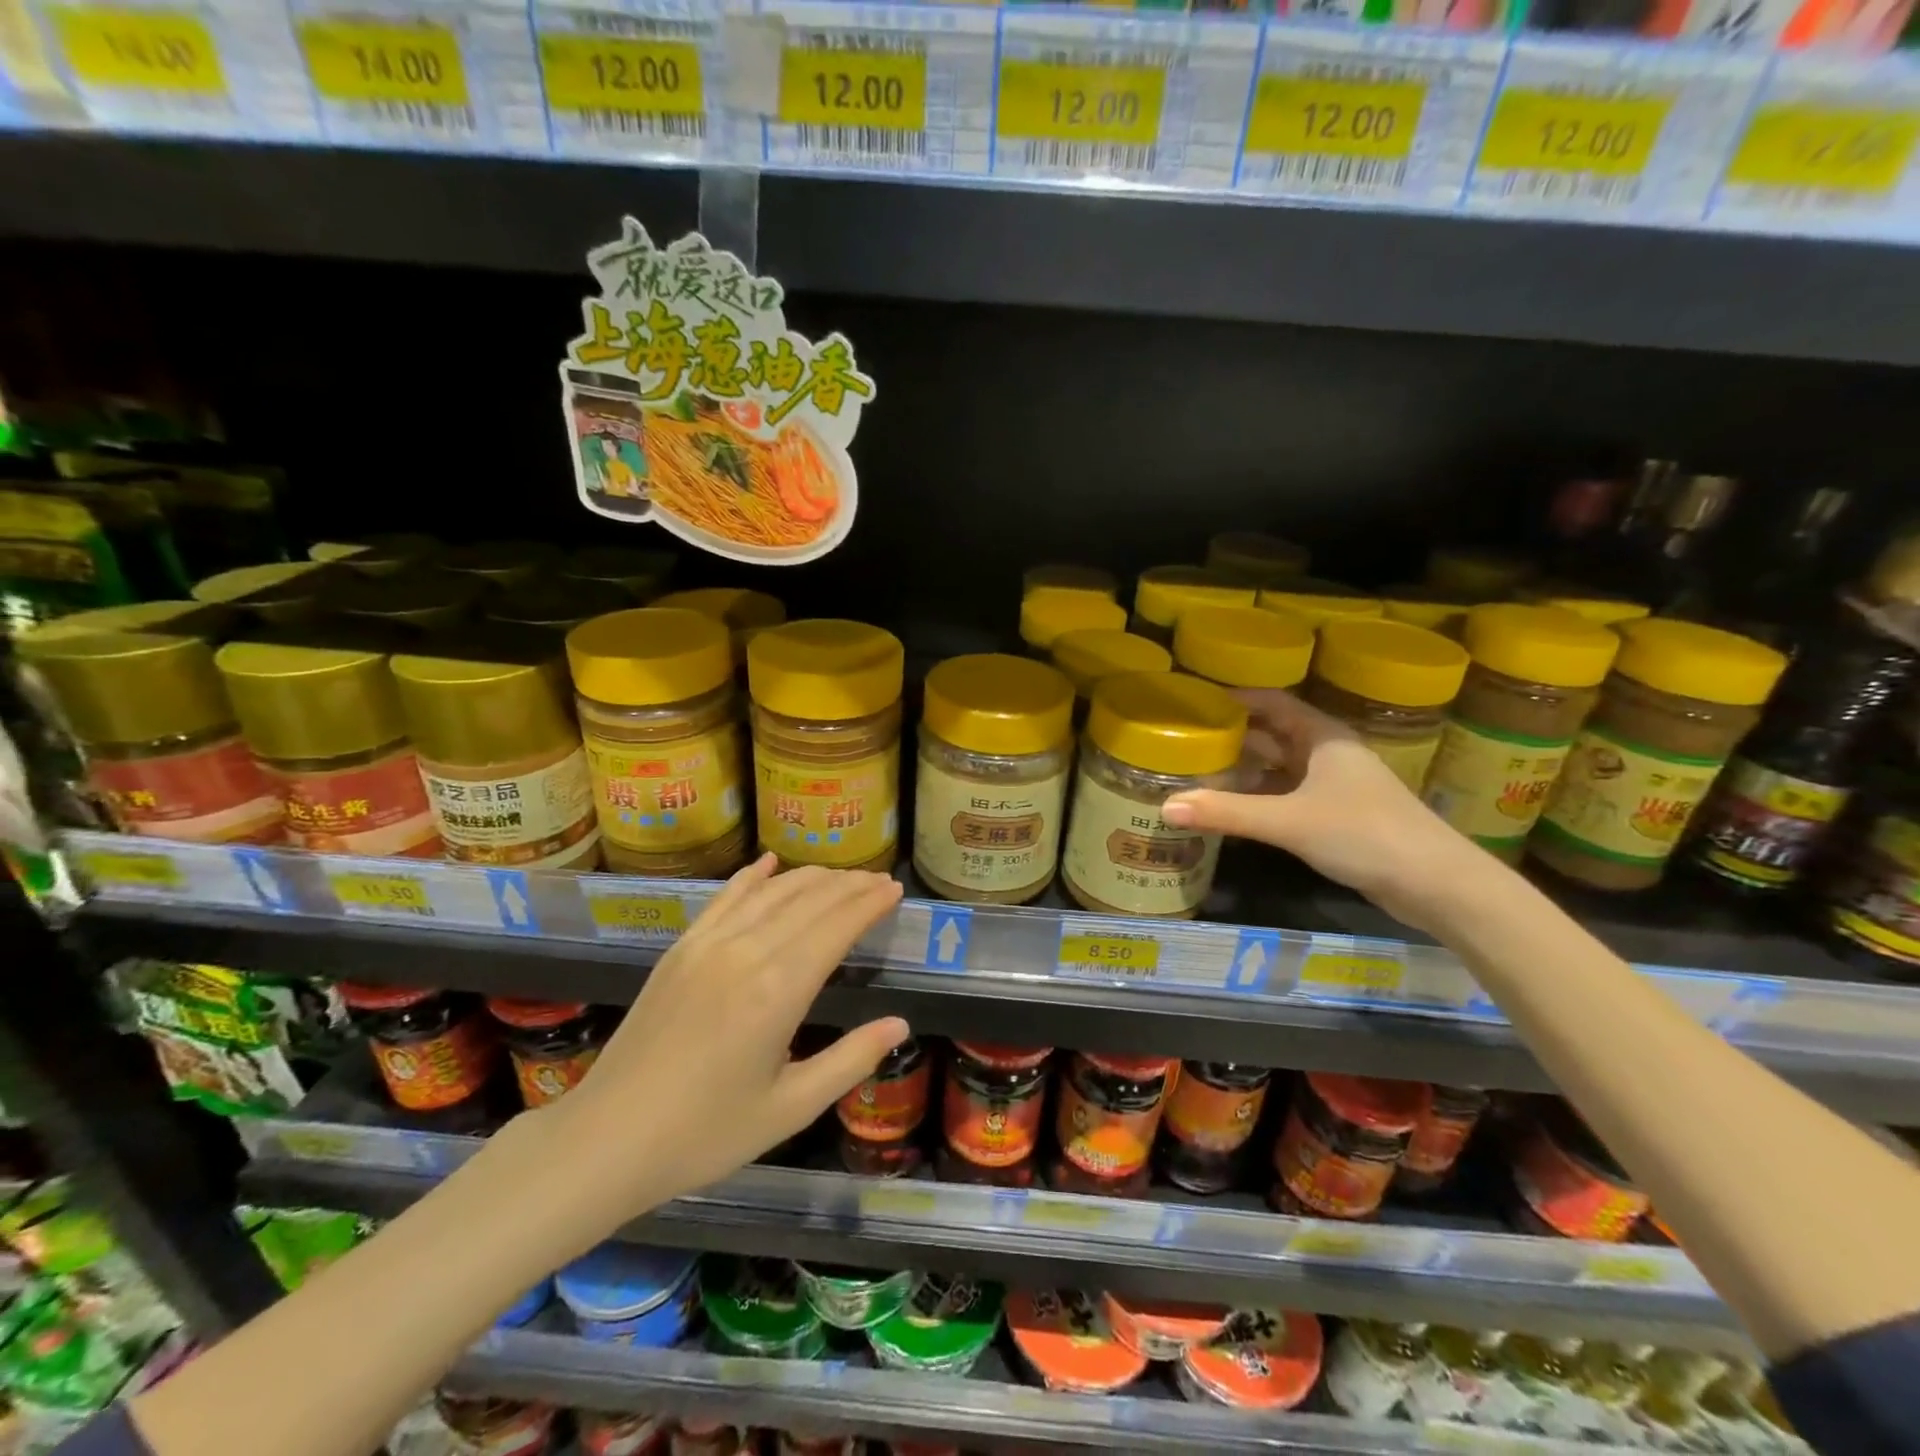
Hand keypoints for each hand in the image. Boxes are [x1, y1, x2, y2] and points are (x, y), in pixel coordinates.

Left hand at [548, 855, 906, 1215]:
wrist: (607, 1140)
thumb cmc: (705, 1133)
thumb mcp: (790, 1109)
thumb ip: (850, 1061)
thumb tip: (901, 1024)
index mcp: (779, 991)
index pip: (837, 926)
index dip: (869, 903)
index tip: (894, 889)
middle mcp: (747, 952)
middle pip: (810, 900)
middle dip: (850, 886)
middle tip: (878, 880)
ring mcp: (708, 945)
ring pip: (771, 892)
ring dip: (811, 877)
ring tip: (841, 876)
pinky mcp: (680, 948)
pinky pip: (724, 898)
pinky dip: (752, 877)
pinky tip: (770, 863)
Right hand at [1160, 690, 1474, 931]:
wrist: (1436, 884)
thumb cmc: (1363, 834)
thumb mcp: (1288, 820)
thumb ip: (1227, 812)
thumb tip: (1165, 807)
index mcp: (1323, 738)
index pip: (1273, 703)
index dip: (1236, 699)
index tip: (1195, 702)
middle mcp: (1329, 755)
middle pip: (1273, 736)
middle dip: (1233, 738)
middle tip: (1185, 740)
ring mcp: (1335, 788)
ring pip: (1280, 769)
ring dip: (1244, 771)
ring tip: (1198, 773)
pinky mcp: (1338, 817)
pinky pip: (1288, 797)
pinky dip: (1259, 799)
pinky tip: (1232, 810)